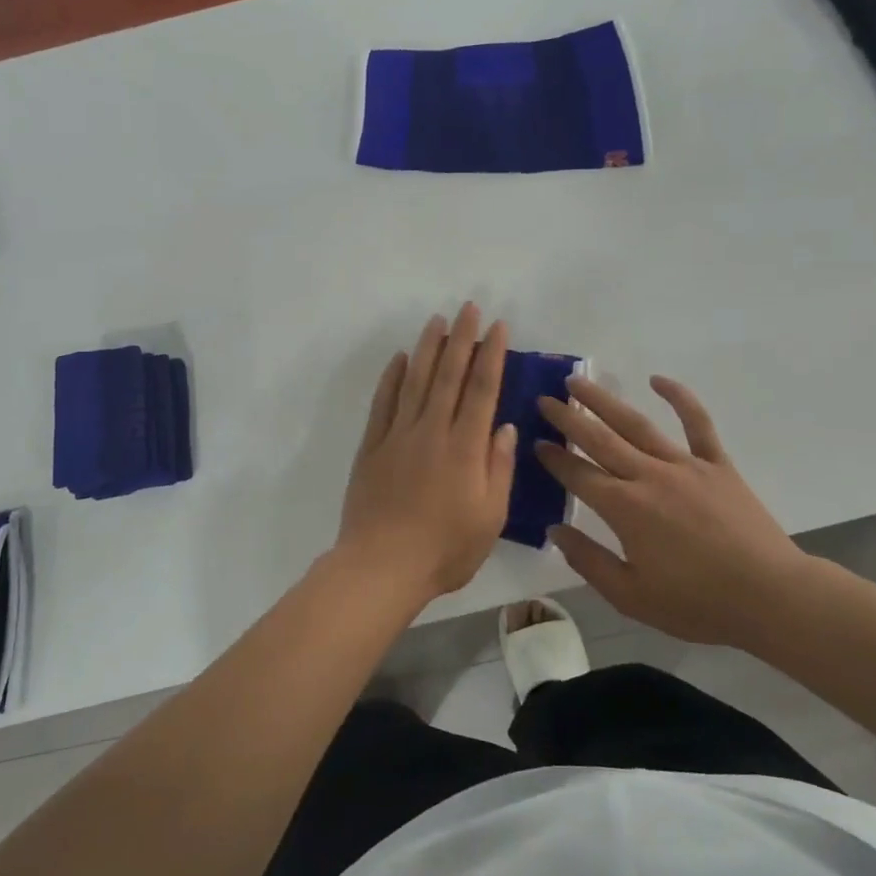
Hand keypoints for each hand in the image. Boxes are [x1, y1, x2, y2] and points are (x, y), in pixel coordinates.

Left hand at [337, 303, 518, 604]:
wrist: (381, 567)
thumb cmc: (445, 550)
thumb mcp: (490, 517)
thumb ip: (498, 468)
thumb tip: (503, 427)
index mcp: (465, 448)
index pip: (481, 389)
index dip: (491, 355)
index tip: (498, 326)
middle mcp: (432, 431)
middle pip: (449, 375)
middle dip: (461, 338)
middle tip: (468, 308)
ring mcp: (398, 436)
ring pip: (415, 381)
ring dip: (428, 348)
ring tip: (438, 320)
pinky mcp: (372, 447)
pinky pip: (383, 404)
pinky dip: (392, 378)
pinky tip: (400, 359)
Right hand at [536, 376, 814, 646]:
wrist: (770, 596)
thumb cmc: (697, 604)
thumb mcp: (631, 596)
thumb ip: (588, 561)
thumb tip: (555, 531)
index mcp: (625, 509)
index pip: (579, 475)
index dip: (554, 459)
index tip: (536, 442)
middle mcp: (648, 476)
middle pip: (600, 440)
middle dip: (569, 418)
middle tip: (545, 399)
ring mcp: (684, 465)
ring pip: (636, 424)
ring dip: (604, 401)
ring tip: (580, 382)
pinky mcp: (716, 464)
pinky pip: (696, 423)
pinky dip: (679, 397)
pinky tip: (658, 379)